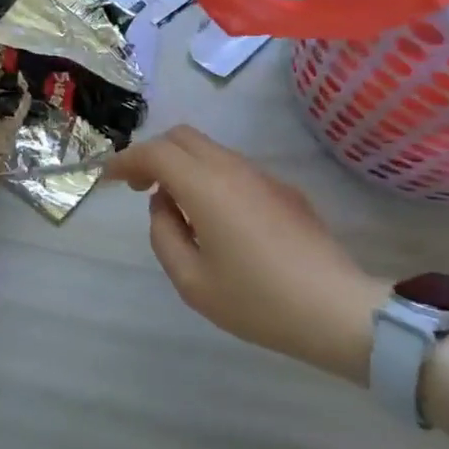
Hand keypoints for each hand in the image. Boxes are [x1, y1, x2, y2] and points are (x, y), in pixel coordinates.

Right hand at [104, 126, 385, 381]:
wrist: (338, 312)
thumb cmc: (258, 301)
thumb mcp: (192, 281)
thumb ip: (164, 234)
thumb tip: (164, 205)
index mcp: (206, 187)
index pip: (156, 152)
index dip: (127, 160)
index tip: (109, 179)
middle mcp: (233, 169)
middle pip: (183, 137)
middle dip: (153, 153)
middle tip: (139, 187)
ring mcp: (263, 177)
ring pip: (210, 150)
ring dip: (183, 165)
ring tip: (175, 208)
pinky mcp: (284, 191)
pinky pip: (234, 169)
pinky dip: (209, 177)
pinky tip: (215, 219)